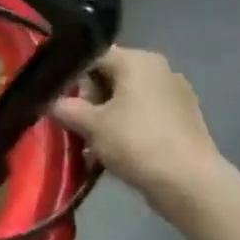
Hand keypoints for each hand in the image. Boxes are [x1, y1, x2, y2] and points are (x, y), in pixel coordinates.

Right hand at [50, 46, 224, 215]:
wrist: (190, 184)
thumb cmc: (137, 143)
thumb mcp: (90, 125)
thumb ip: (65, 107)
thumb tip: (49, 101)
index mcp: (137, 60)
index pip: (92, 55)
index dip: (70, 76)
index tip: (58, 100)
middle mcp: (159, 68)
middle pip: (110, 76)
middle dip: (90, 100)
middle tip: (76, 126)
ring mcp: (175, 93)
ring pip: (128, 98)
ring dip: (107, 117)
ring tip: (92, 145)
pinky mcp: (184, 119)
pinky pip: (146, 115)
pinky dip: (128, 128)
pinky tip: (116, 152)